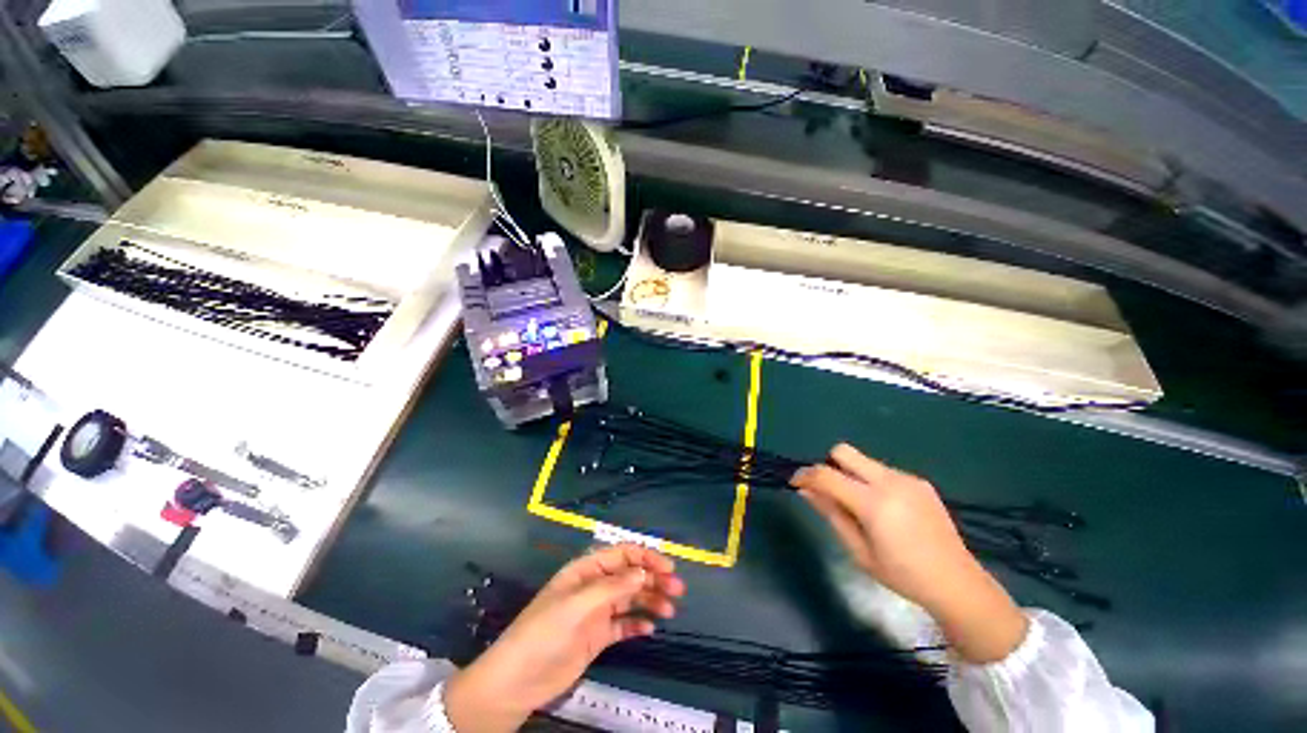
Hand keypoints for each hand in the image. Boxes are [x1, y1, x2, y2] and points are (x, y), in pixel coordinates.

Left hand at [445, 544, 685, 731]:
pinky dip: (637, 624)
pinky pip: (623, 625)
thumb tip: (643, 571)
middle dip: (654, 579)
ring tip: (669, 610)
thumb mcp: (577, 604)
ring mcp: (596, 612)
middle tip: (678, 590)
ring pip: (630, 599)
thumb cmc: (544, 632)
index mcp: (586, 570)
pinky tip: (650, 629)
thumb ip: (612, 587)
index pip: (621, 555)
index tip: (668, 567)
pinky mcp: (597, 636)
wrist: (518, 681)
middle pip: (630, 576)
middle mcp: (594, 587)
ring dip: (650, 600)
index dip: (645, 557)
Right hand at [792, 444, 1026, 662]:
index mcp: (874, 503)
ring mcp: (908, 479)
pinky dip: (871, 482)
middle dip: (828, 465)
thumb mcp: (858, 550)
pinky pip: (883, 471)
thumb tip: (805, 490)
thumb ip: (830, 514)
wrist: (957, 583)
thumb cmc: (902, 575)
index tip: (795, 483)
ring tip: (859, 506)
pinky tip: (884, 509)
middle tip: (828, 491)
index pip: (826, 475)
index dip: (805, 475)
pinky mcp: (920, 482)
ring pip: (863, 461)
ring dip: (850, 475)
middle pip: (843, 452)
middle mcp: (890, 482)